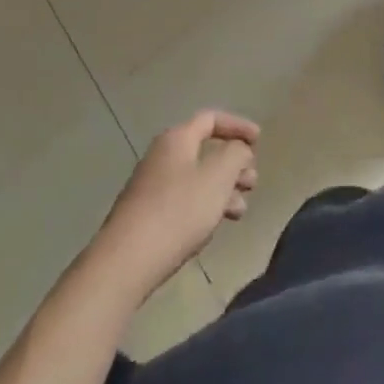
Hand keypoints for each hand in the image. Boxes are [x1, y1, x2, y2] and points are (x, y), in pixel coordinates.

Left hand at [94, 111, 259, 298]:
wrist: (124, 264)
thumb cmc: (177, 212)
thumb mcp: (217, 177)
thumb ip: (236, 155)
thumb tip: (239, 149)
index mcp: (177, 139)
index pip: (211, 119)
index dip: (238, 126)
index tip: (258, 141)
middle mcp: (162, 156)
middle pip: (205, 150)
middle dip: (233, 164)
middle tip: (252, 183)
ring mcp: (151, 187)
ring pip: (196, 178)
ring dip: (222, 189)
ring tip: (240, 211)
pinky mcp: (146, 216)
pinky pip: (183, 200)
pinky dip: (204, 206)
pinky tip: (212, 227)